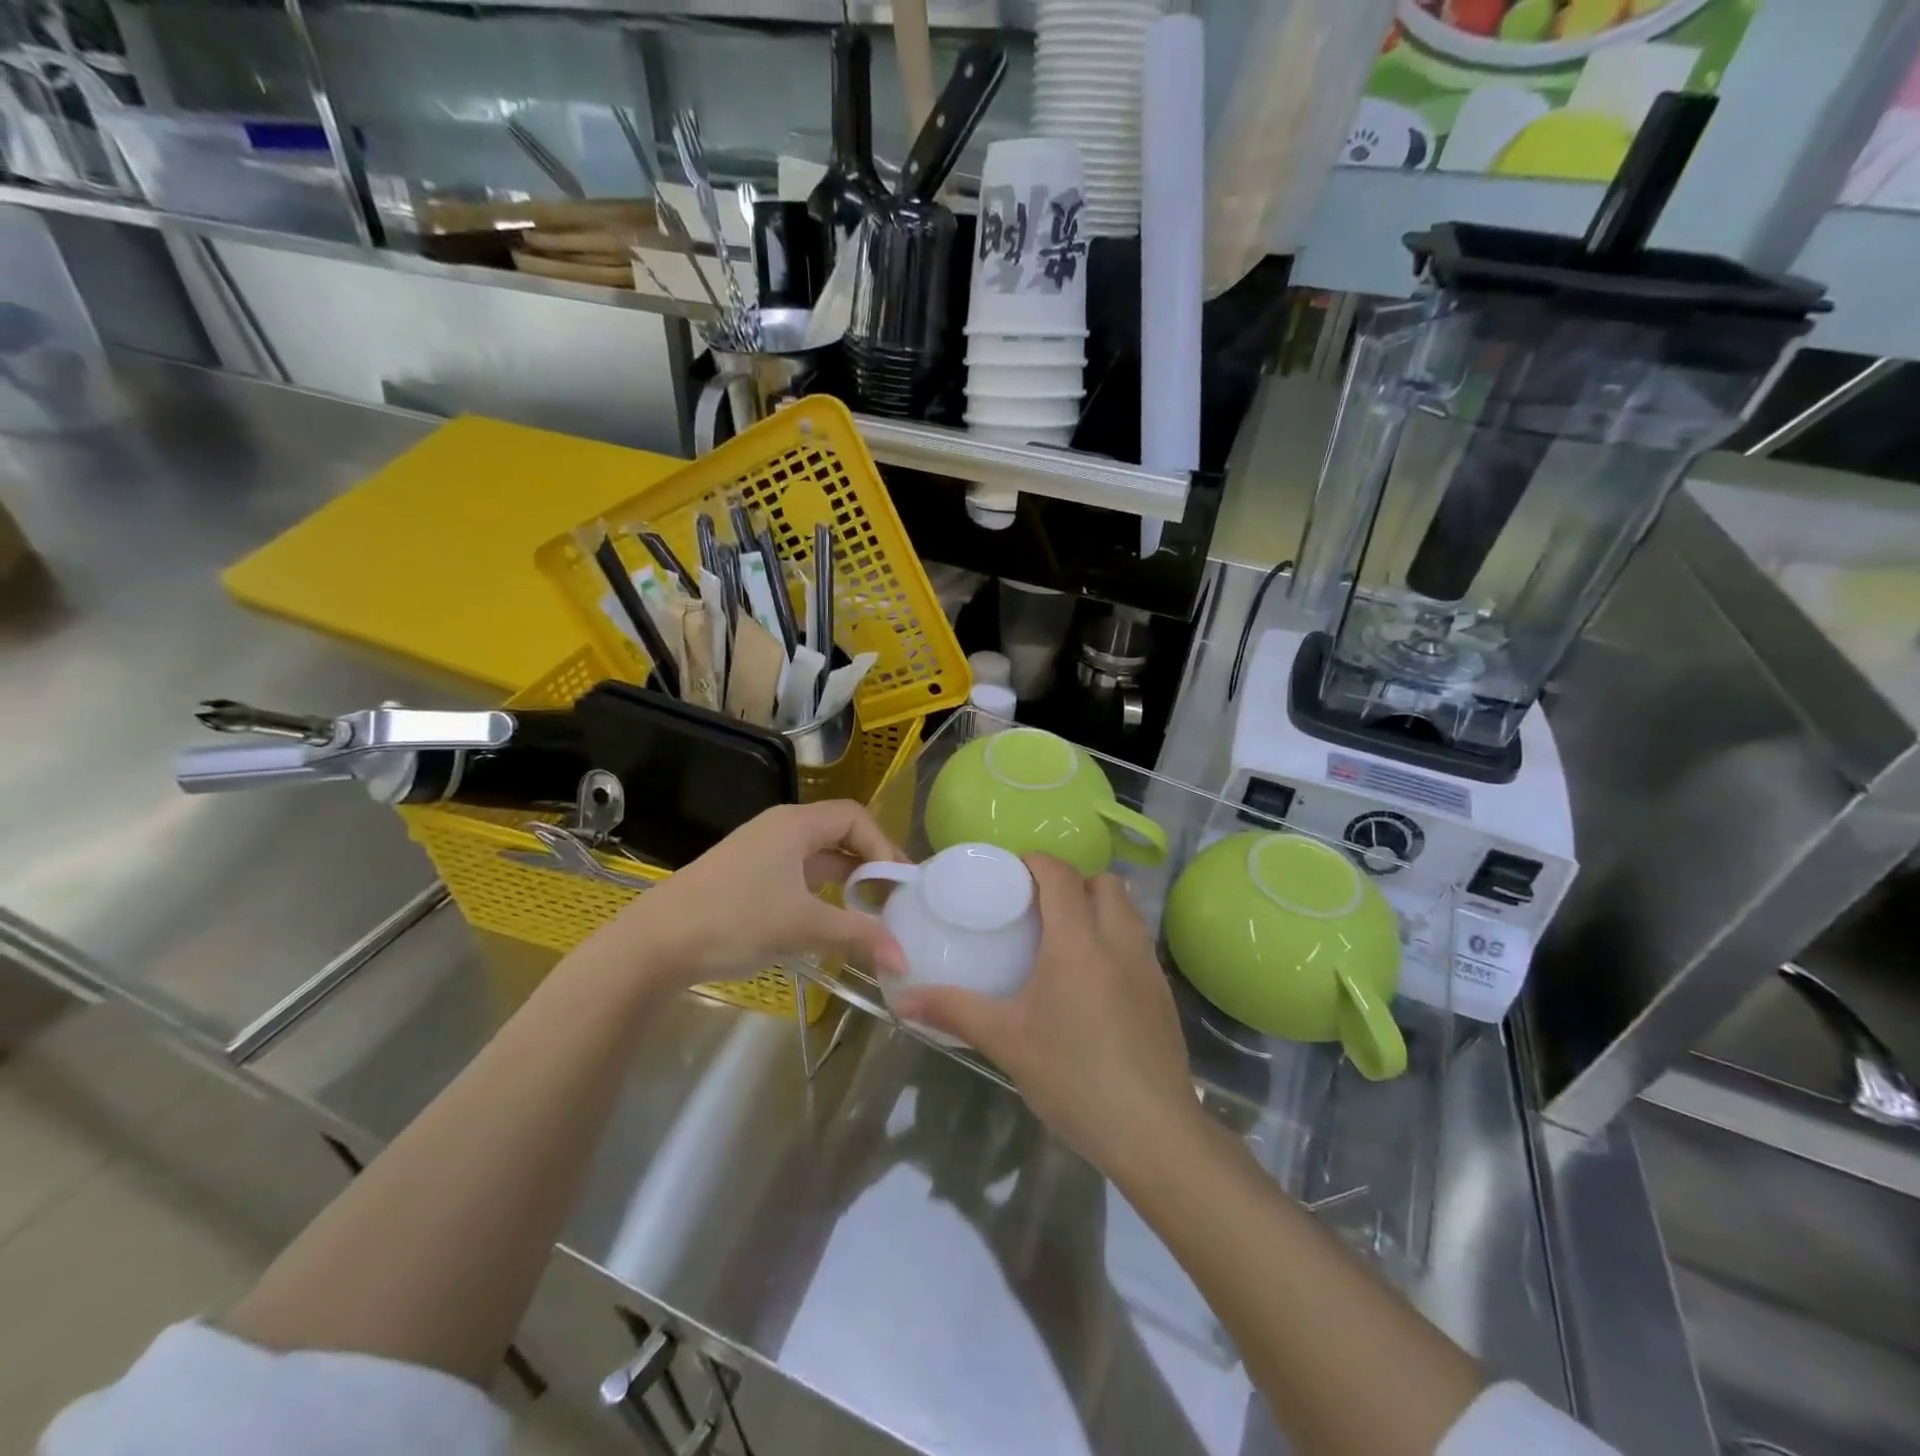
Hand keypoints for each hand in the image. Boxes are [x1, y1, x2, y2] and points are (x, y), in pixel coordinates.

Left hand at [578, 801, 908, 995]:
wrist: (655, 943)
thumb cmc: (736, 920)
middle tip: (894, 897)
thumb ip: (858, 936)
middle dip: (870, 863)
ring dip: (846, 880)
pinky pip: (798, 873)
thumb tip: (904, 959)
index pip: (856, 818)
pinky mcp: (746, 876)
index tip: (900, 884)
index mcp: (796, 824)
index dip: (884, 846)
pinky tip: (829, 920)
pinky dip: (821, 892)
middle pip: (839, 833)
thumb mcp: (803, 927)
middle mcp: (780, 828)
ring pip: (818, 857)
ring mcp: (760, 851)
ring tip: (870, 911)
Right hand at [892, 855, 1199, 1176]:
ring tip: (1065, 936)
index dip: (1037, 861)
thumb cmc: (1073, 1077)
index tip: (1011, 871)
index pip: (1062, 875)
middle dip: (1072, 880)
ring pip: (1128, 910)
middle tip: (1038, 905)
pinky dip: (1116, 937)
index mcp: (1078, 942)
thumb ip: (954, 1011)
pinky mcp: (1163, 995)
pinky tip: (1094, 978)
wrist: (1153, 1133)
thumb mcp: (1006, 1041)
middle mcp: (1119, 941)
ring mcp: (1148, 967)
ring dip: (1099, 906)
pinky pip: (1138, 943)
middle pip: (1104, 882)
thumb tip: (903, 999)